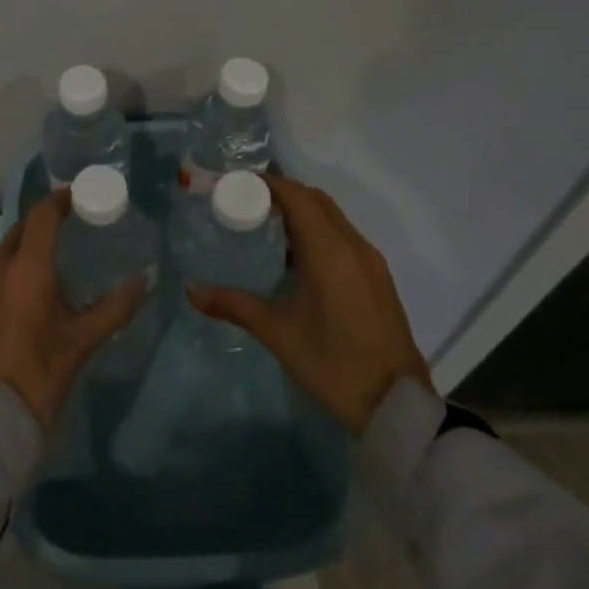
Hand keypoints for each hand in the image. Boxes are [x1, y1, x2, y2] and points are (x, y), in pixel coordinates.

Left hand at [0, 189, 146, 431]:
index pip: (42, 216)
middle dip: (43, 228)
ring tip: (47, 276)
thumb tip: (143, 282)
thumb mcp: (79, 344)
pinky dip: (6, 279)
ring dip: (24, 256)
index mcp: (25, 270)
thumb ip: (113, 308)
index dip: (60, 201)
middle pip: (20, 233)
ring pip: (2, 258)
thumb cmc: (36, 379)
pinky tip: (20, 304)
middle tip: (69, 235)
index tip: (78, 198)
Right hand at [189, 173, 431, 434]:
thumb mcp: (280, 334)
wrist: (396, 405)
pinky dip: (316, 231)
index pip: (298, 197)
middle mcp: (355, 246)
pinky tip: (293, 256)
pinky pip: (343, 236)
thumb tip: (192, 290)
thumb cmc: (335, 365)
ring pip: (332, 217)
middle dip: (281, 193)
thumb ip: (235, 306)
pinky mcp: (376, 277)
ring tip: (262, 225)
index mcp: (331, 253)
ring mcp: (370, 261)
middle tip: (244, 202)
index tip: (236, 183)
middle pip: (316, 200)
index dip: (268, 184)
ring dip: (301, 211)